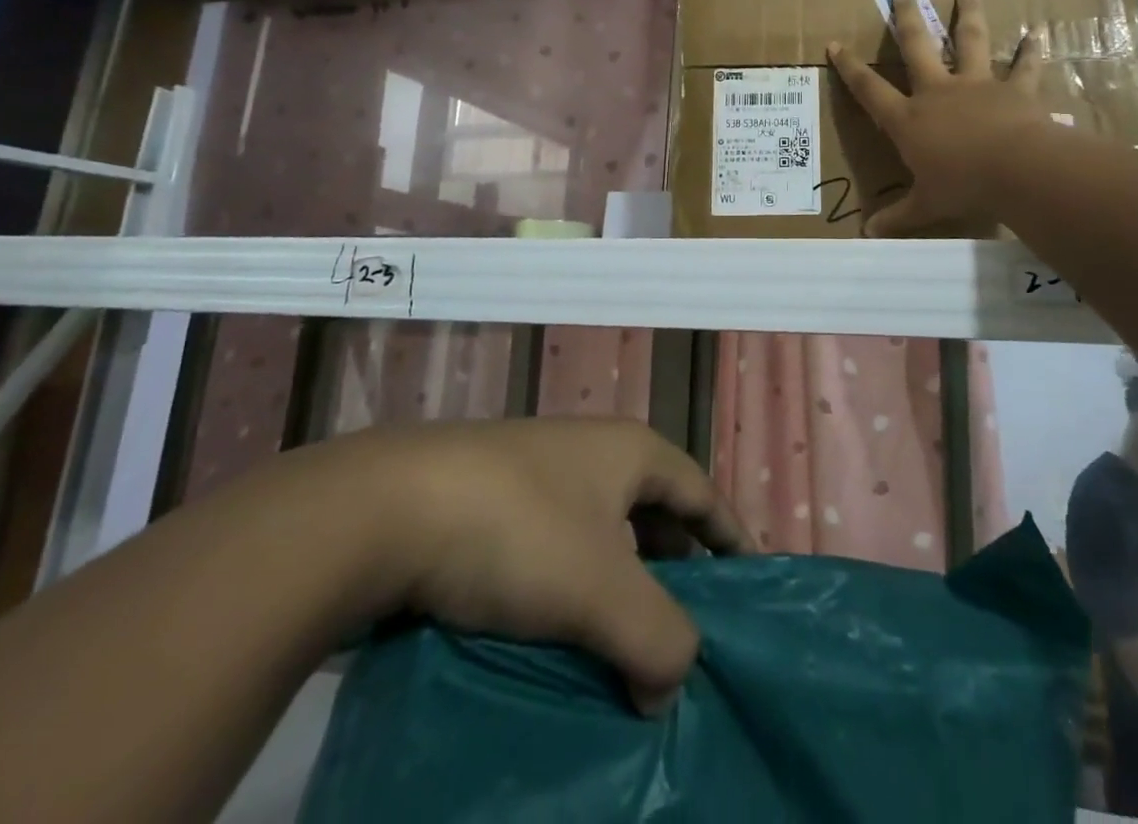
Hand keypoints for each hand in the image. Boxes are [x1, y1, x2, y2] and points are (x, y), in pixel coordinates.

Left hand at [317, 419, 750, 713]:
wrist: (385, 508)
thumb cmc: (516, 531)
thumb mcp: (599, 590)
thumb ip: (656, 640)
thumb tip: (670, 686)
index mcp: (628, 451)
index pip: (700, 491)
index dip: (729, 534)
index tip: (752, 582)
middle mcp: (589, 452)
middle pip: (651, 511)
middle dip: (673, 569)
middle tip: (683, 632)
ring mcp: (535, 473)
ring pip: (597, 533)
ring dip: (616, 586)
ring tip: (621, 646)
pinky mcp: (489, 502)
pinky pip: (552, 547)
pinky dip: (568, 589)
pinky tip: (555, 634)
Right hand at [826, 0, 1052, 235]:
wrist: (1015, 171)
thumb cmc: (962, 187)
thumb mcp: (925, 205)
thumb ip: (898, 217)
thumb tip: (868, 234)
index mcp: (909, 119)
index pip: (870, 89)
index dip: (850, 67)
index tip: (836, 44)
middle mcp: (938, 92)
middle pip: (918, 46)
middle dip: (907, 18)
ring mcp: (977, 85)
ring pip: (969, 41)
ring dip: (968, 15)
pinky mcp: (1013, 88)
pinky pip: (1024, 65)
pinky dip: (1031, 50)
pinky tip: (1038, 32)